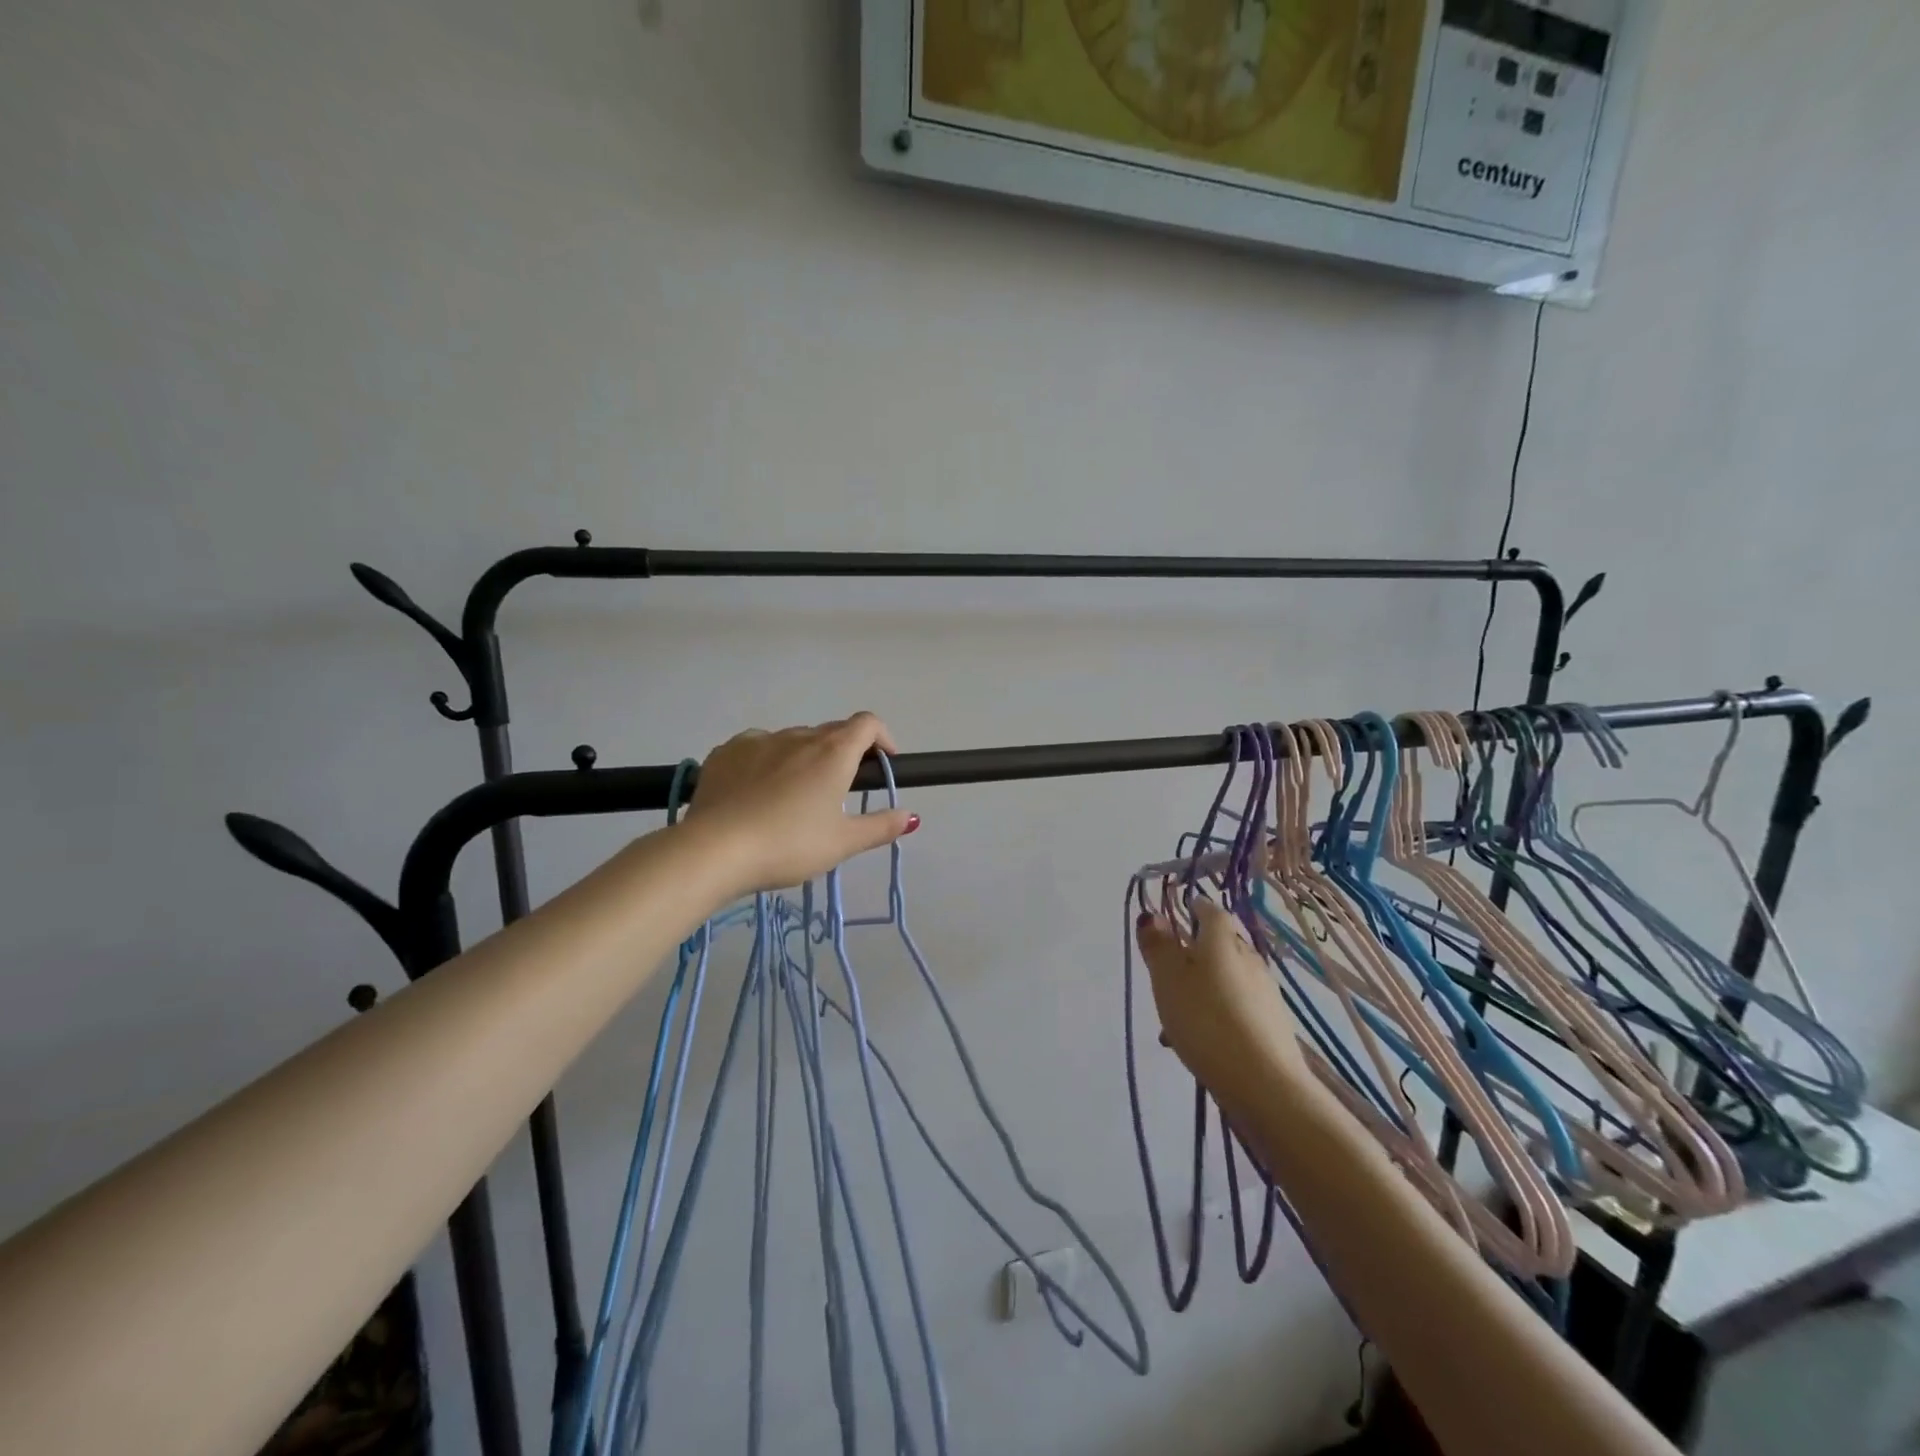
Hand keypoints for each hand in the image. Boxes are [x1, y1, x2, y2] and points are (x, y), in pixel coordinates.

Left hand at [687, 712, 918, 893]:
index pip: (868, 724)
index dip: (881, 738)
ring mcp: (758, 740)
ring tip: (794, 797)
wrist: (714, 850)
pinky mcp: (726, 752)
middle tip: (840, 791)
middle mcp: (798, 736)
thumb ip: (880, 826)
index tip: (882, 764)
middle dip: (843, 753)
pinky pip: (757, 748)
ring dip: (803, 758)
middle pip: (831, 732)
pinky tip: (756, 793)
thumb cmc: (789, 845)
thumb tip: (911, 816)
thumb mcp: (842, 843)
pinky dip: (767, 762)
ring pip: (792, 741)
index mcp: (833, 752)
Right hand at [1136, 900, 1302, 1090]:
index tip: (1171, 922)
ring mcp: (1265, 992)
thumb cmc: (1206, 1019)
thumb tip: (1151, 914)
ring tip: (1173, 1023)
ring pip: (1224, 980)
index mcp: (1223, 938)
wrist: (1264, 1084)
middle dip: (1191, 956)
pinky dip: (1216, 1014)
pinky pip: (1235, 1007)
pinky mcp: (1272, 1024)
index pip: (1209, 909)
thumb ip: (1157, 945)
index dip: (1190, 910)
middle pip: (1217, 946)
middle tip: (1164, 978)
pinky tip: (1200, 1043)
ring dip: (1200, 990)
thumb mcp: (1168, 979)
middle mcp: (1249, 957)